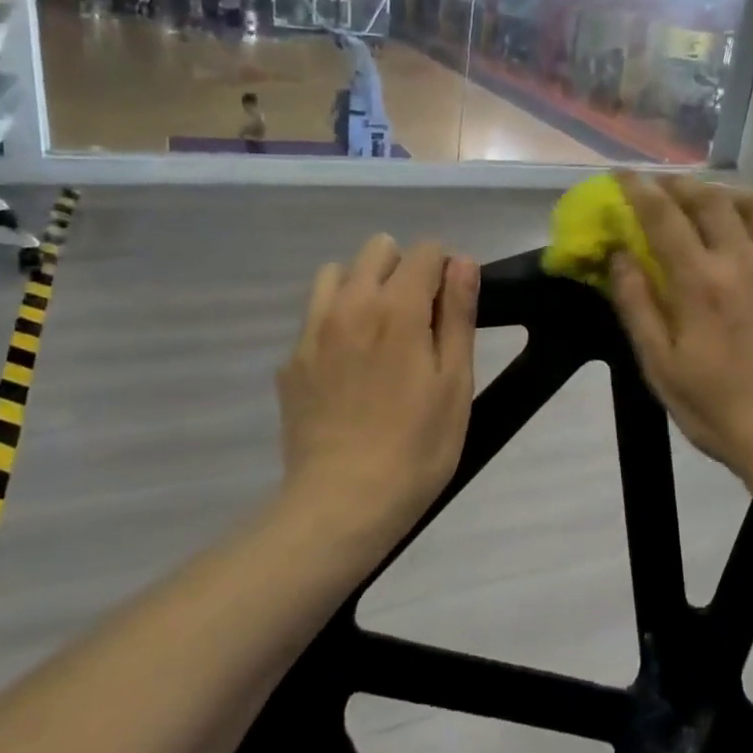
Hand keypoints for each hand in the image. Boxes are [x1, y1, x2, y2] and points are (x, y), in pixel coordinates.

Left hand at [277, 235, 479, 544]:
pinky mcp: (290, 361)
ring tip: (379, 332)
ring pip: (336, 274)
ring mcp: (312, 331)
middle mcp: (349, 305)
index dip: (445, 270)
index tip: (451, 307)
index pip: (424, 251)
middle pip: (377, 249)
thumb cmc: (417, 446)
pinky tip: (349, 369)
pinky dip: (336, 322)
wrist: (343, 503)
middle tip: (419, 320)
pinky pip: (315, 316)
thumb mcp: (455, 382)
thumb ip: (458, 314)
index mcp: (397, 307)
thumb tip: (461, 261)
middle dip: (403, 269)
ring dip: (362, 286)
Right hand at [608, 173, 752, 487]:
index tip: (624, 174)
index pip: (663, 217)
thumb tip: (618, 255)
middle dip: (682, 185)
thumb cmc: (719, 409)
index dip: (639, 189)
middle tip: (666, 186)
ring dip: (734, 192)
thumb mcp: (660, 366)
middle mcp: (745, 261)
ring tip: (719, 199)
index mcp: (700, 283)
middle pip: (711, 200)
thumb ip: (637, 306)